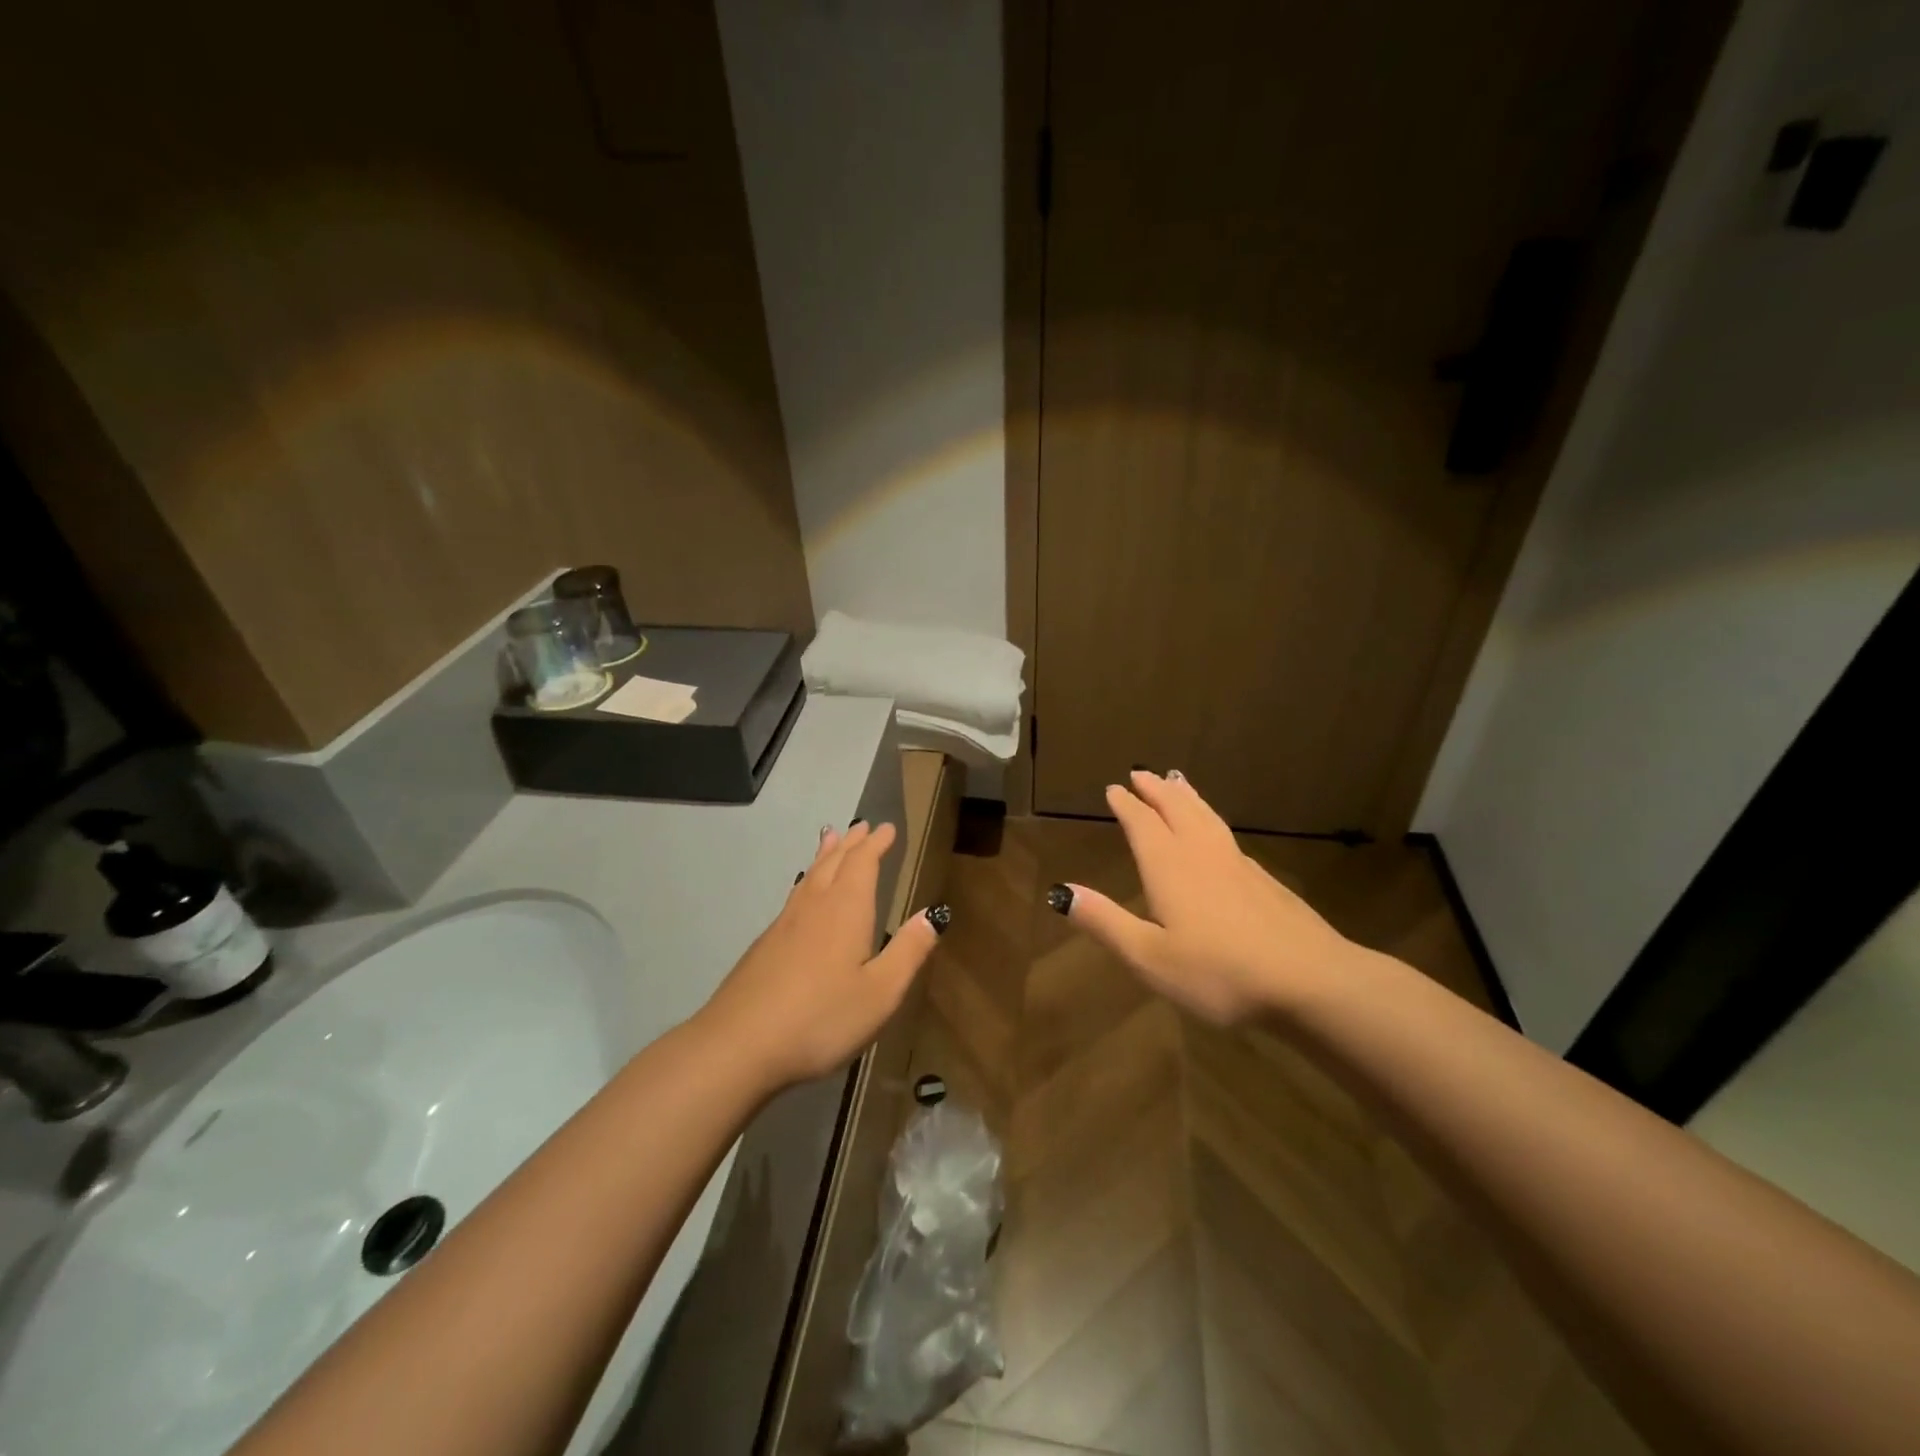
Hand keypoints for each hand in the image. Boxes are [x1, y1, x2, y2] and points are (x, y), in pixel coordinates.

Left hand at [697, 821, 944, 1089]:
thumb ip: (908, 951)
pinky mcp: (765, 945)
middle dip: (852, 844)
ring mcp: (784, 924)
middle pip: (834, 863)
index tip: (887, 828)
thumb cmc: (821, 1018)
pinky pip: (794, 896)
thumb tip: (934, 914)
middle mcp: (814, 907)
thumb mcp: (880, 992)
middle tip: (862, 826)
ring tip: (831, 839)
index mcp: (846, 910)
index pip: (863, 863)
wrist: (738, 1045)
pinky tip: (803, 894)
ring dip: (825, 855)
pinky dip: (807, 880)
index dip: (876, 844)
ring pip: (810, 876)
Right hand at [1053, 770, 1362, 1023]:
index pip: (1142, 824)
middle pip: (1176, 809)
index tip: (1113, 788)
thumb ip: (1105, 922)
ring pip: (1206, 817)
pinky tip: (1216, 833)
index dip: (1126, 805)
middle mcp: (1202, 854)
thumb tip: (1061, 892)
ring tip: (1177, 781)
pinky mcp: (1264, 880)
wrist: (1310, 980)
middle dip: (1156, 790)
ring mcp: (1238, 864)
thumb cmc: (1219, 972)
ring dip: (1186, 797)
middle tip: (1141, 773)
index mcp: (1170, 867)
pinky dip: (1211, 819)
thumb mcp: (1150, 956)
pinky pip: (1227, 834)